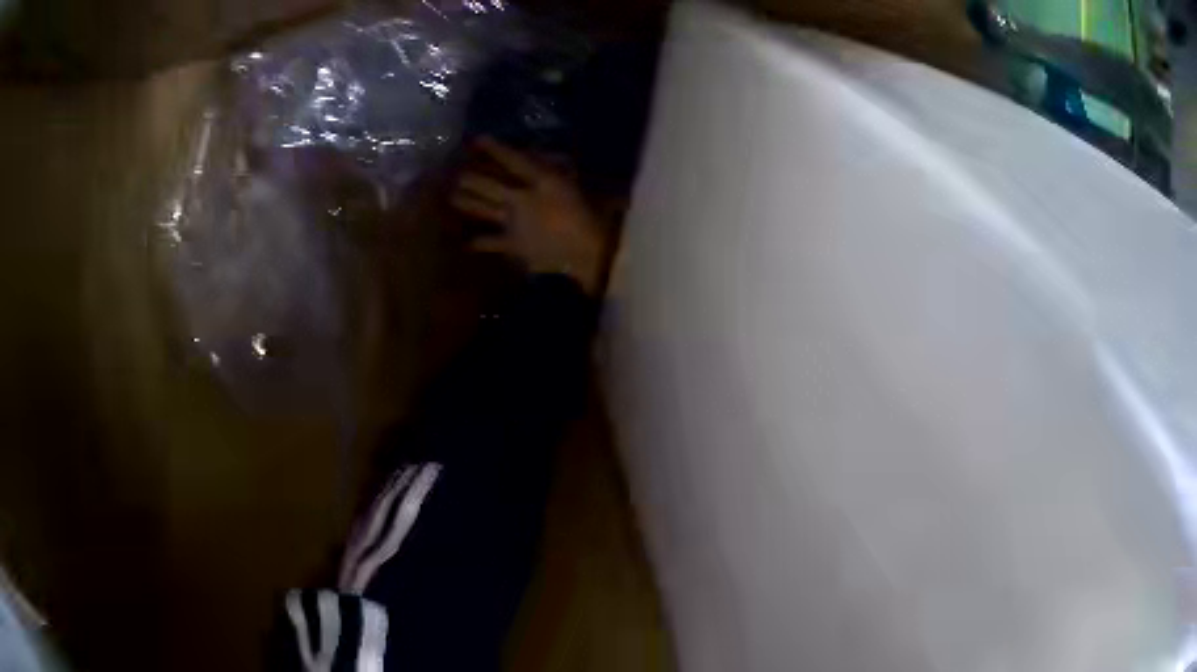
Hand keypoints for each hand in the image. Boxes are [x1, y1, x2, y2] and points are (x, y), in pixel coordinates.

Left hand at [451, 138, 608, 295]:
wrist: (591, 256)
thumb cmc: (595, 218)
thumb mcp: (582, 188)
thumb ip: (566, 174)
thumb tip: (556, 162)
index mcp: (542, 183)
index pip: (514, 161)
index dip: (496, 149)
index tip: (478, 140)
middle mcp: (522, 200)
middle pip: (489, 186)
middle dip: (472, 178)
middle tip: (457, 173)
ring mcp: (514, 224)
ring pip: (485, 210)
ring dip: (468, 203)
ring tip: (454, 196)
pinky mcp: (514, 246)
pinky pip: (493, 242)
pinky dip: (481, 243)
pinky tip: (469, 243)